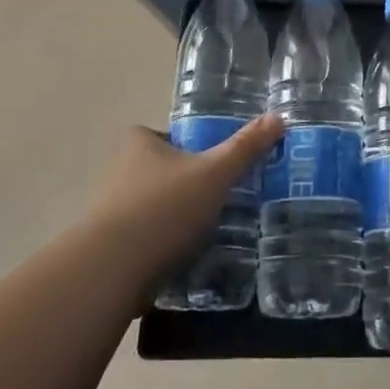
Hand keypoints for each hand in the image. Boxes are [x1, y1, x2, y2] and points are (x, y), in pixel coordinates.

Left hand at [88, 114, 282, 279]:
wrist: (111, 271)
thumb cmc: (164, 208)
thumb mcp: (215, 173)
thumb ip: (246, 147)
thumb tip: (278, 117)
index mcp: (139, 143)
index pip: (169, 135)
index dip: (191, 147)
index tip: (216, 164)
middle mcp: (119, 171)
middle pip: (164, 172)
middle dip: (189, 185)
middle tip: (222, 198)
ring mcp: (111, 212)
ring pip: (156, 207)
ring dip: (178, 218)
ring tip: (212, 231)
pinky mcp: (111, 248)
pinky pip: (147, 239)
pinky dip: (166, 246)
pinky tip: (189, 258)